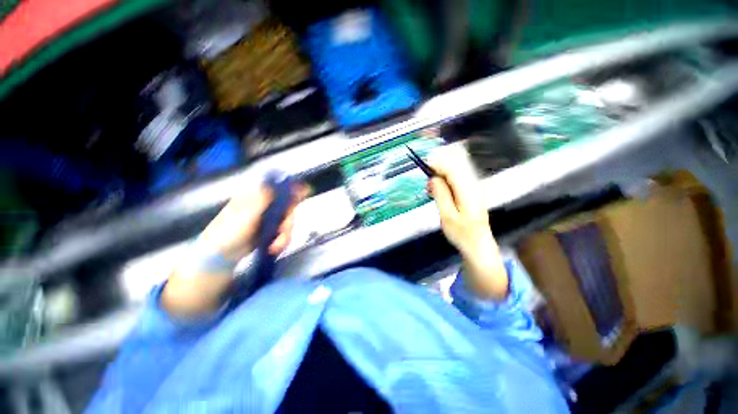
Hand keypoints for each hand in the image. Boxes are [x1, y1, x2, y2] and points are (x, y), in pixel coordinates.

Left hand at [163, 183, 307, 316]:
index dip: (293, 188)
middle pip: (288, 207)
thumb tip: (280, 184)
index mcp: (257, 197)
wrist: (220, 256)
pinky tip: (275, 247)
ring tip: (276, 245)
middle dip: (288, 220)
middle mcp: (265, 206)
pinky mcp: (271, 231)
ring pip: (288, 221)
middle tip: (283, 229)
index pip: (279, 187)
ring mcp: (268, 219)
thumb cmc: (229, 230)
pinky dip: (282, 241)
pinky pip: (284, 232)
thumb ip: (264, 199)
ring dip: (285, 234)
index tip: (306, 191)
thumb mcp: (246, 213)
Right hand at [427, 145, 507, 299]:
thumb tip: (433, 178)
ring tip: (433, 186)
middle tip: (429, 178)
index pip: (453, 168)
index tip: (425, 165)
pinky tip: (441, 187)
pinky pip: (460, 175)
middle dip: (441, 164)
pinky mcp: (473, 190)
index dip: (438, 163)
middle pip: (458, 163)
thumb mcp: (447, 217)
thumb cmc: (462, 234)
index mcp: (467, 191)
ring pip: (459, 167)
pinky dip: (448, 177)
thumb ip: (441, 195)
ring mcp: (475, 186)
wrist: (479, 244)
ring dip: (444, 171)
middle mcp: (474, 185)